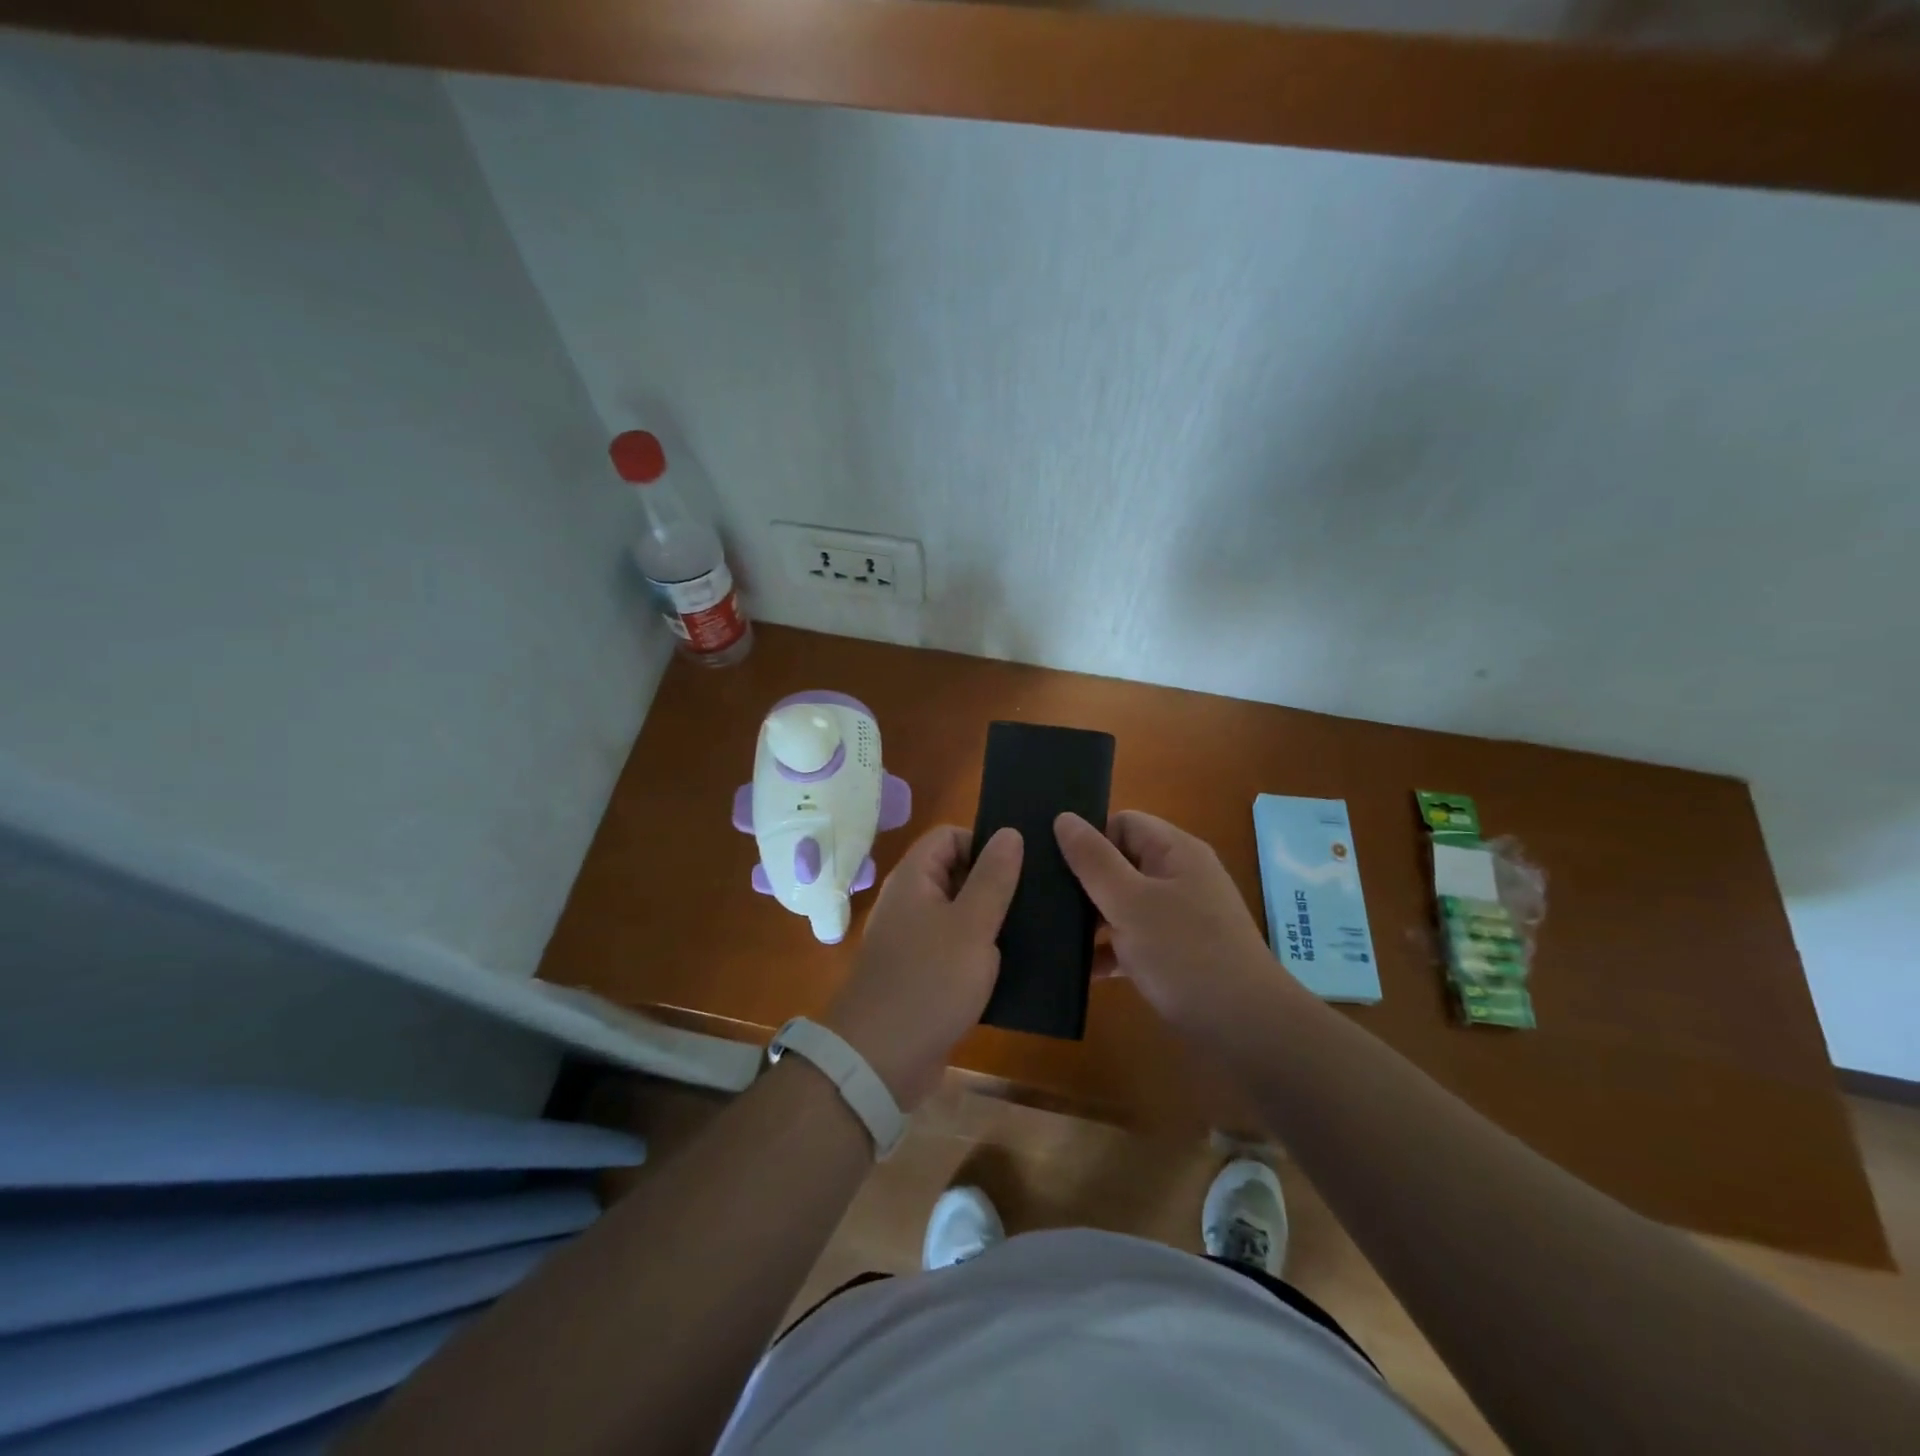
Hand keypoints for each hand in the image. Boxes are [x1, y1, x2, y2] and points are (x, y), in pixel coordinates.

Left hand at [822, 825, 1022, 1108]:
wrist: (880, 1060)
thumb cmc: (929, 982)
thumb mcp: (972, 926)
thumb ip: (993, 878)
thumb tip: (1010, 832)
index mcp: (915, 879)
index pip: (949, 835)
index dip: (984, 842)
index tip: (1021, 866)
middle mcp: (911, 902)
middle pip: (956, 872)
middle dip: (996, 882)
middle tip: (1040, 897)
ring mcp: (915, 940)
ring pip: (961, 914)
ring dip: (993, 920)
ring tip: (1038, 929)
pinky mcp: (923, 974)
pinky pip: (957, 949)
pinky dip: (982, 952)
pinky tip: (1016, 965)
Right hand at [1054, 810, 1285, 1031]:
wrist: (1248, 1028)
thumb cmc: (1185, 954)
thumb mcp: (1129, 902)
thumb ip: (1094, 860)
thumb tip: (1064, 817)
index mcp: (1175, 852)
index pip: (1123, 823)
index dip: (1091, 838)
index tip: (1057, 865)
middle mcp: (1181, 877)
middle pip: (1122, 862)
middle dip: (1086, 881)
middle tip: (1046, 901)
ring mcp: (1181, 916)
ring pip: (1126, 903)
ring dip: (1094, 919)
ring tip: (1052, 936)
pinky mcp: (1179, 952)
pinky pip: (1136, 939)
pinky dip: (1111, 951)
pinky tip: (1082, 972)